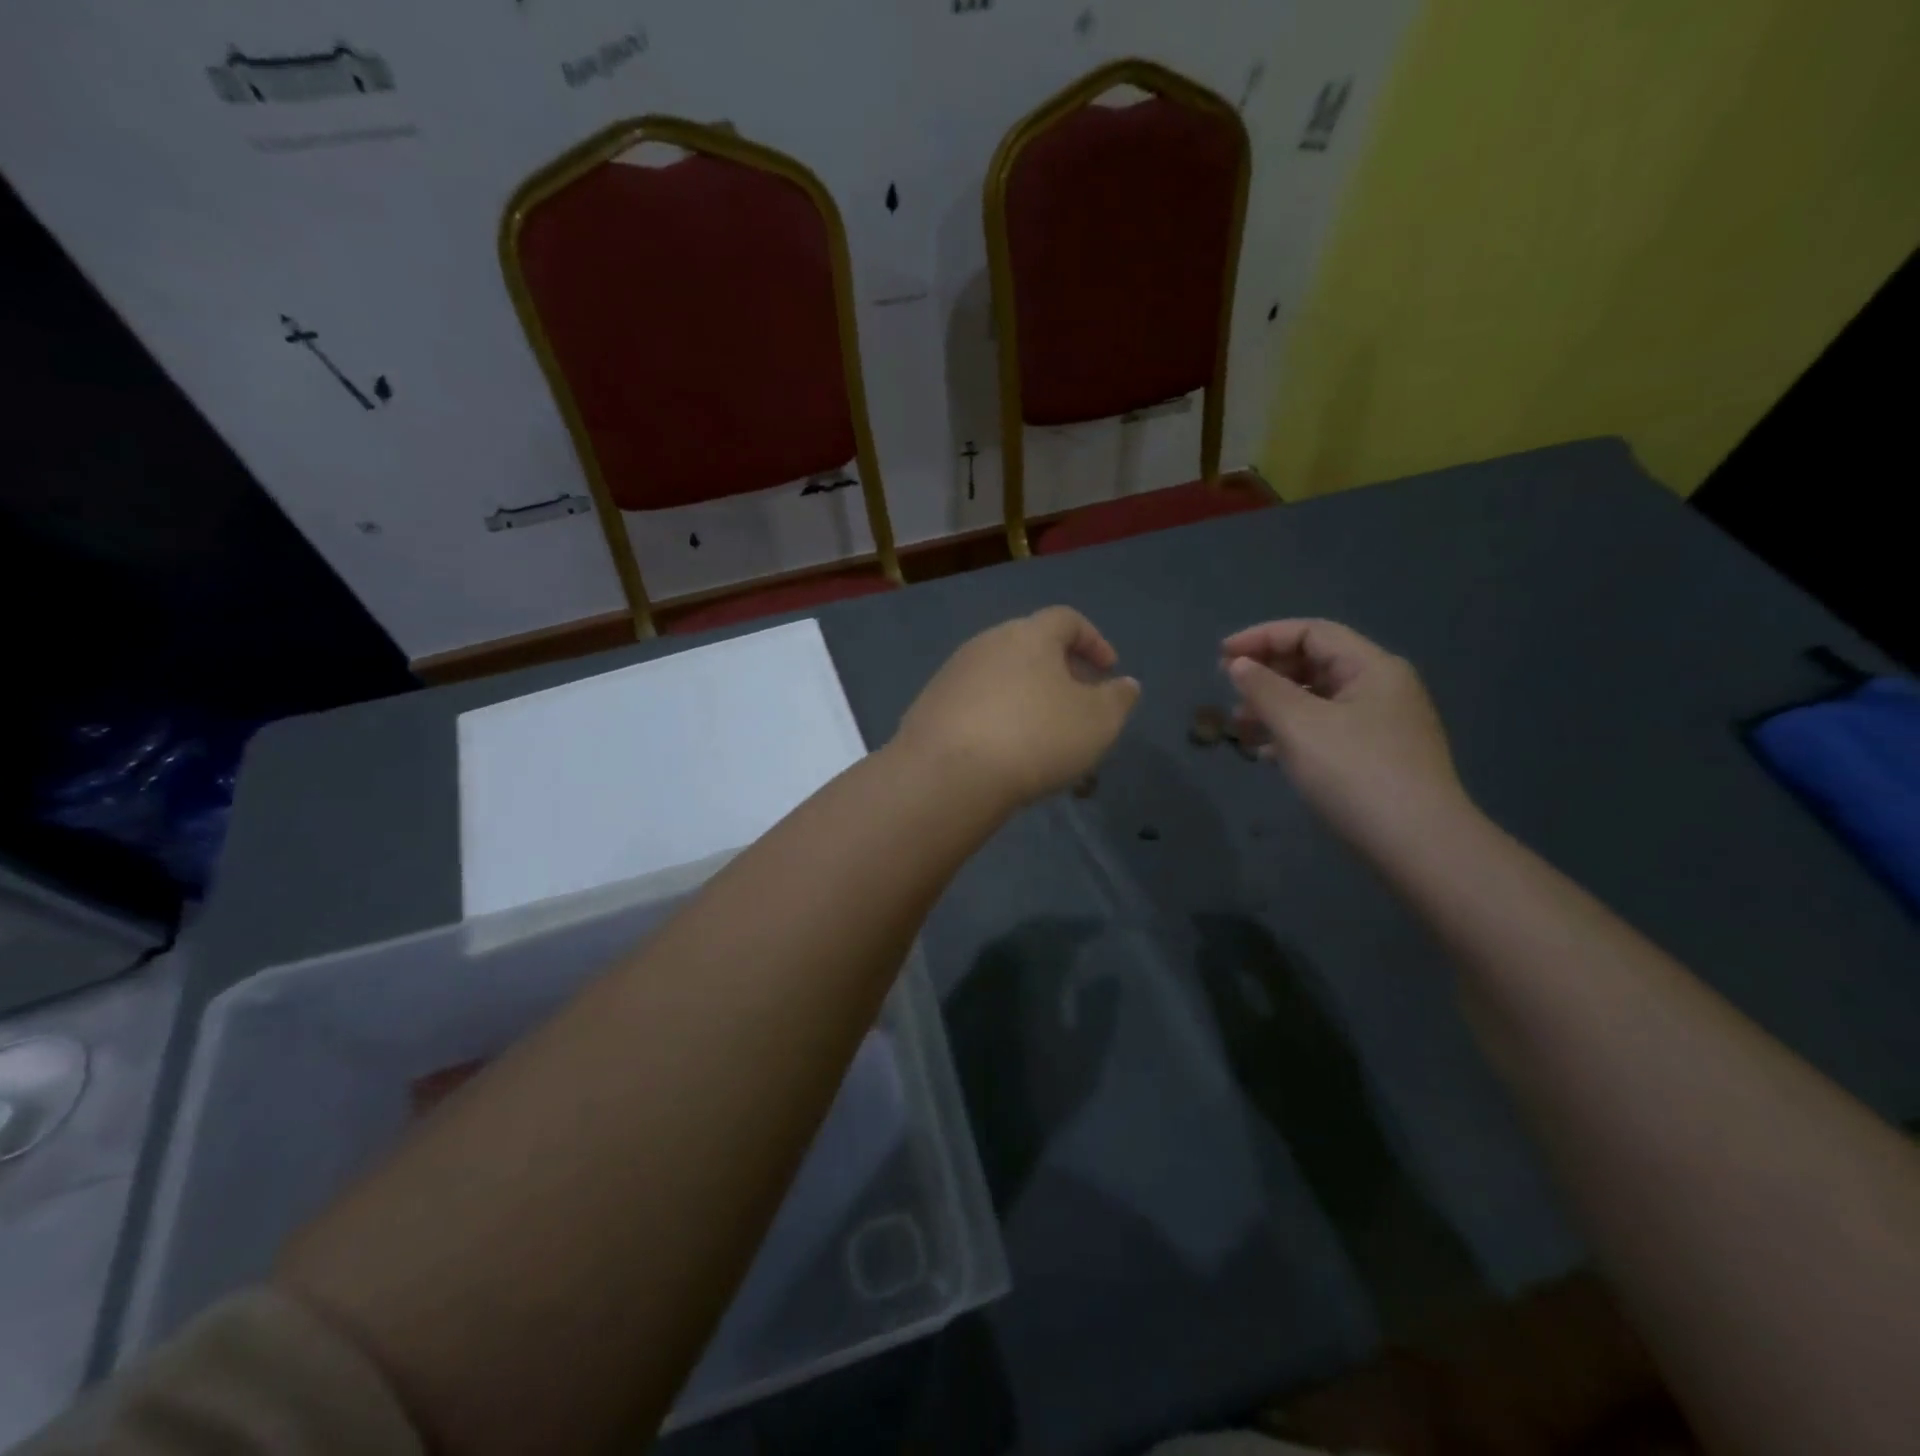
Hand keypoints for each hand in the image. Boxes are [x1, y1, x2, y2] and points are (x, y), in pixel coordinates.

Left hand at [895, 607, 1139, 809]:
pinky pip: (974, 704)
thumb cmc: (1035, 737)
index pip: (1067, 620)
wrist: (949, 774)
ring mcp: (952, 674)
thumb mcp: (1097, 722)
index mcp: (1029, 635)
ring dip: (1025, 698)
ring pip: (1000, 677)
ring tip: (1042, 735)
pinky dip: (995, 718)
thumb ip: (1117, 699)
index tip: (1109, 670)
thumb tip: (1125, 684)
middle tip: (1077, 703)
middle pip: (1030, 646)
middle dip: (1059, 671)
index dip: (1093, 641)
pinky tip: (1001, 751)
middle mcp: (986, 643)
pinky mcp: (929, 706)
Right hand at [1221, 619, 1468, 850]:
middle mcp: (1382, 688)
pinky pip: (1326, 731)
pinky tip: (1267, 755)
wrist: (1417, 845)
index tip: (1221, 656)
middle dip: (1268, 674)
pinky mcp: (1377, 759)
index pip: (1311, 633)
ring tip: (1240, 728)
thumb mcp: (1299, 725)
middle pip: (1315, 664)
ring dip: (1275, 707)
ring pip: (1318, 701)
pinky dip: (1293, 734)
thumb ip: (1263, 689)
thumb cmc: (1355, 773)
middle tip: (1228, 692)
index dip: (1263, 637)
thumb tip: (1238, 665)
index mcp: (1372, 668)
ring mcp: (1382, 726)